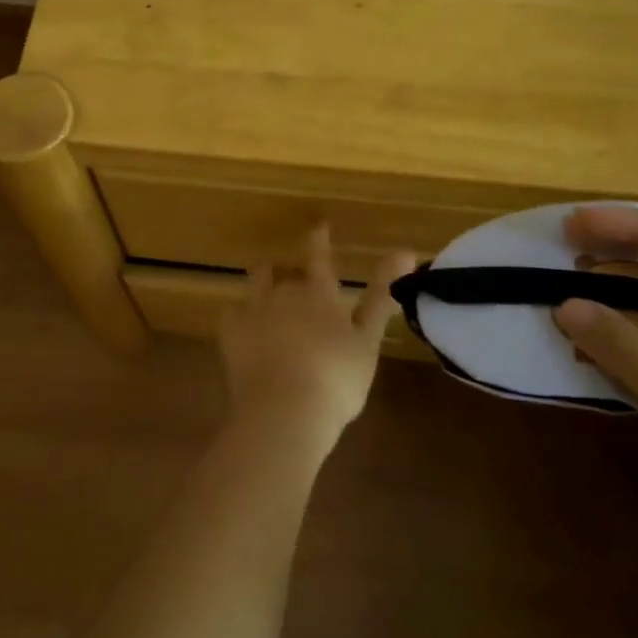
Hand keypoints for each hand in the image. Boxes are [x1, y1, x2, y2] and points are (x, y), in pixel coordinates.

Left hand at [219, 227, 416, 453]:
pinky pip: (232, 314)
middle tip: (299, 288)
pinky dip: (240, 317)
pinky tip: (244, 328)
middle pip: (283, 272)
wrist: (284, 411)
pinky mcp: (230, 335)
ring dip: (263, 285)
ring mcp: (253, 312)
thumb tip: (407, 252)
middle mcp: (283, 294)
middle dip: (290, 275)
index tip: (318, 227)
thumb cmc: (336, 378)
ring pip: (255, 284)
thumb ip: (382, 296)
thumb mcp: (368, 340)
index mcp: (318, 294)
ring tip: (268, 298)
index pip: (318, 256)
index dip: (318, 239)